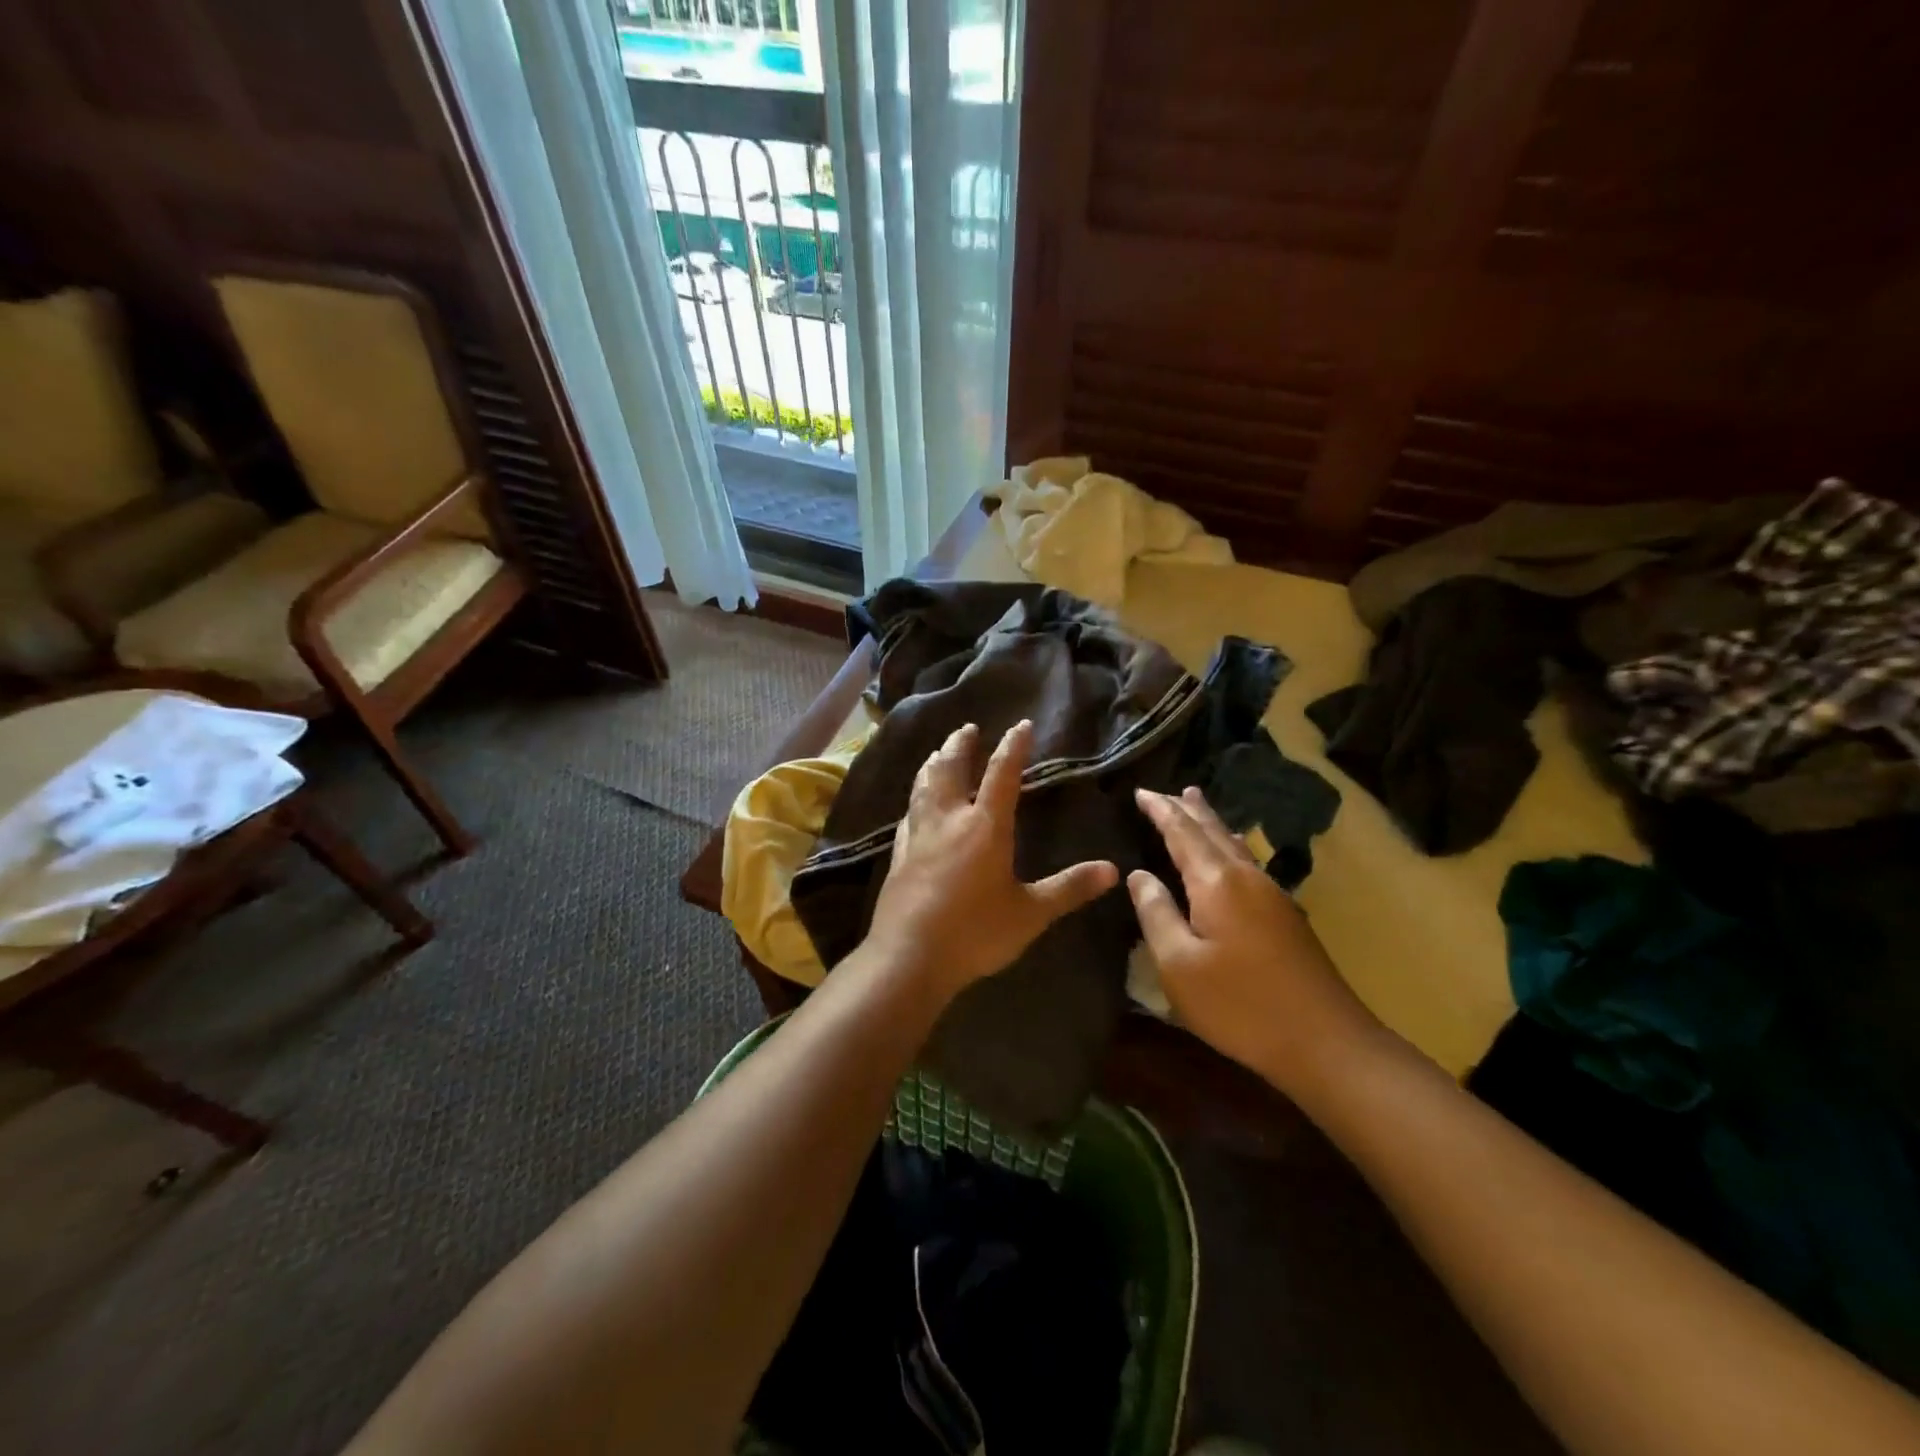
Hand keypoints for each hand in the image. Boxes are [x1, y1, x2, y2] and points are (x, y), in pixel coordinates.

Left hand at [866, 720, 1118, 1001]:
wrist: (909, 957)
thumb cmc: (974, 933)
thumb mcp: (1030, 914)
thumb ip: (1069, 889)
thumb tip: (1113, 871)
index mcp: (985, 827)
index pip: (1001, 775)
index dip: (1012, 747)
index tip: (1021, 725)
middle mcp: (949, 820)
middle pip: (952, 770)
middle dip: (961, 745)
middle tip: (967, 728)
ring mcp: (919, 835)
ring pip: (924, 786)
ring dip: (933, 763)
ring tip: (937, 752)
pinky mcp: (900, 855)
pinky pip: (908, 813)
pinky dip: (915, 797)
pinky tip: (914, 803)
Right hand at [1129, 786, 1383, 1095]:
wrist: (1326, 1043)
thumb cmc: (1240, 1004)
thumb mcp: (1178, 964)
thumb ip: (1155, 913)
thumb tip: (1139, 875)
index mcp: (1216, 882)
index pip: (1181, 832)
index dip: (1159, 810)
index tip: (1139, 791)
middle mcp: (1247, 877)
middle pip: (1213, 830)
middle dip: (1186, 809)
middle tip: (1165, 791)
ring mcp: (1272, 895)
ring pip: (1235, 844)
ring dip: (1212, 823)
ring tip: (1196, 805)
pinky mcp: (1286, 917)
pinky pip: (1248, 862)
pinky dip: (1229, 846)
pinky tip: (1232, 855)